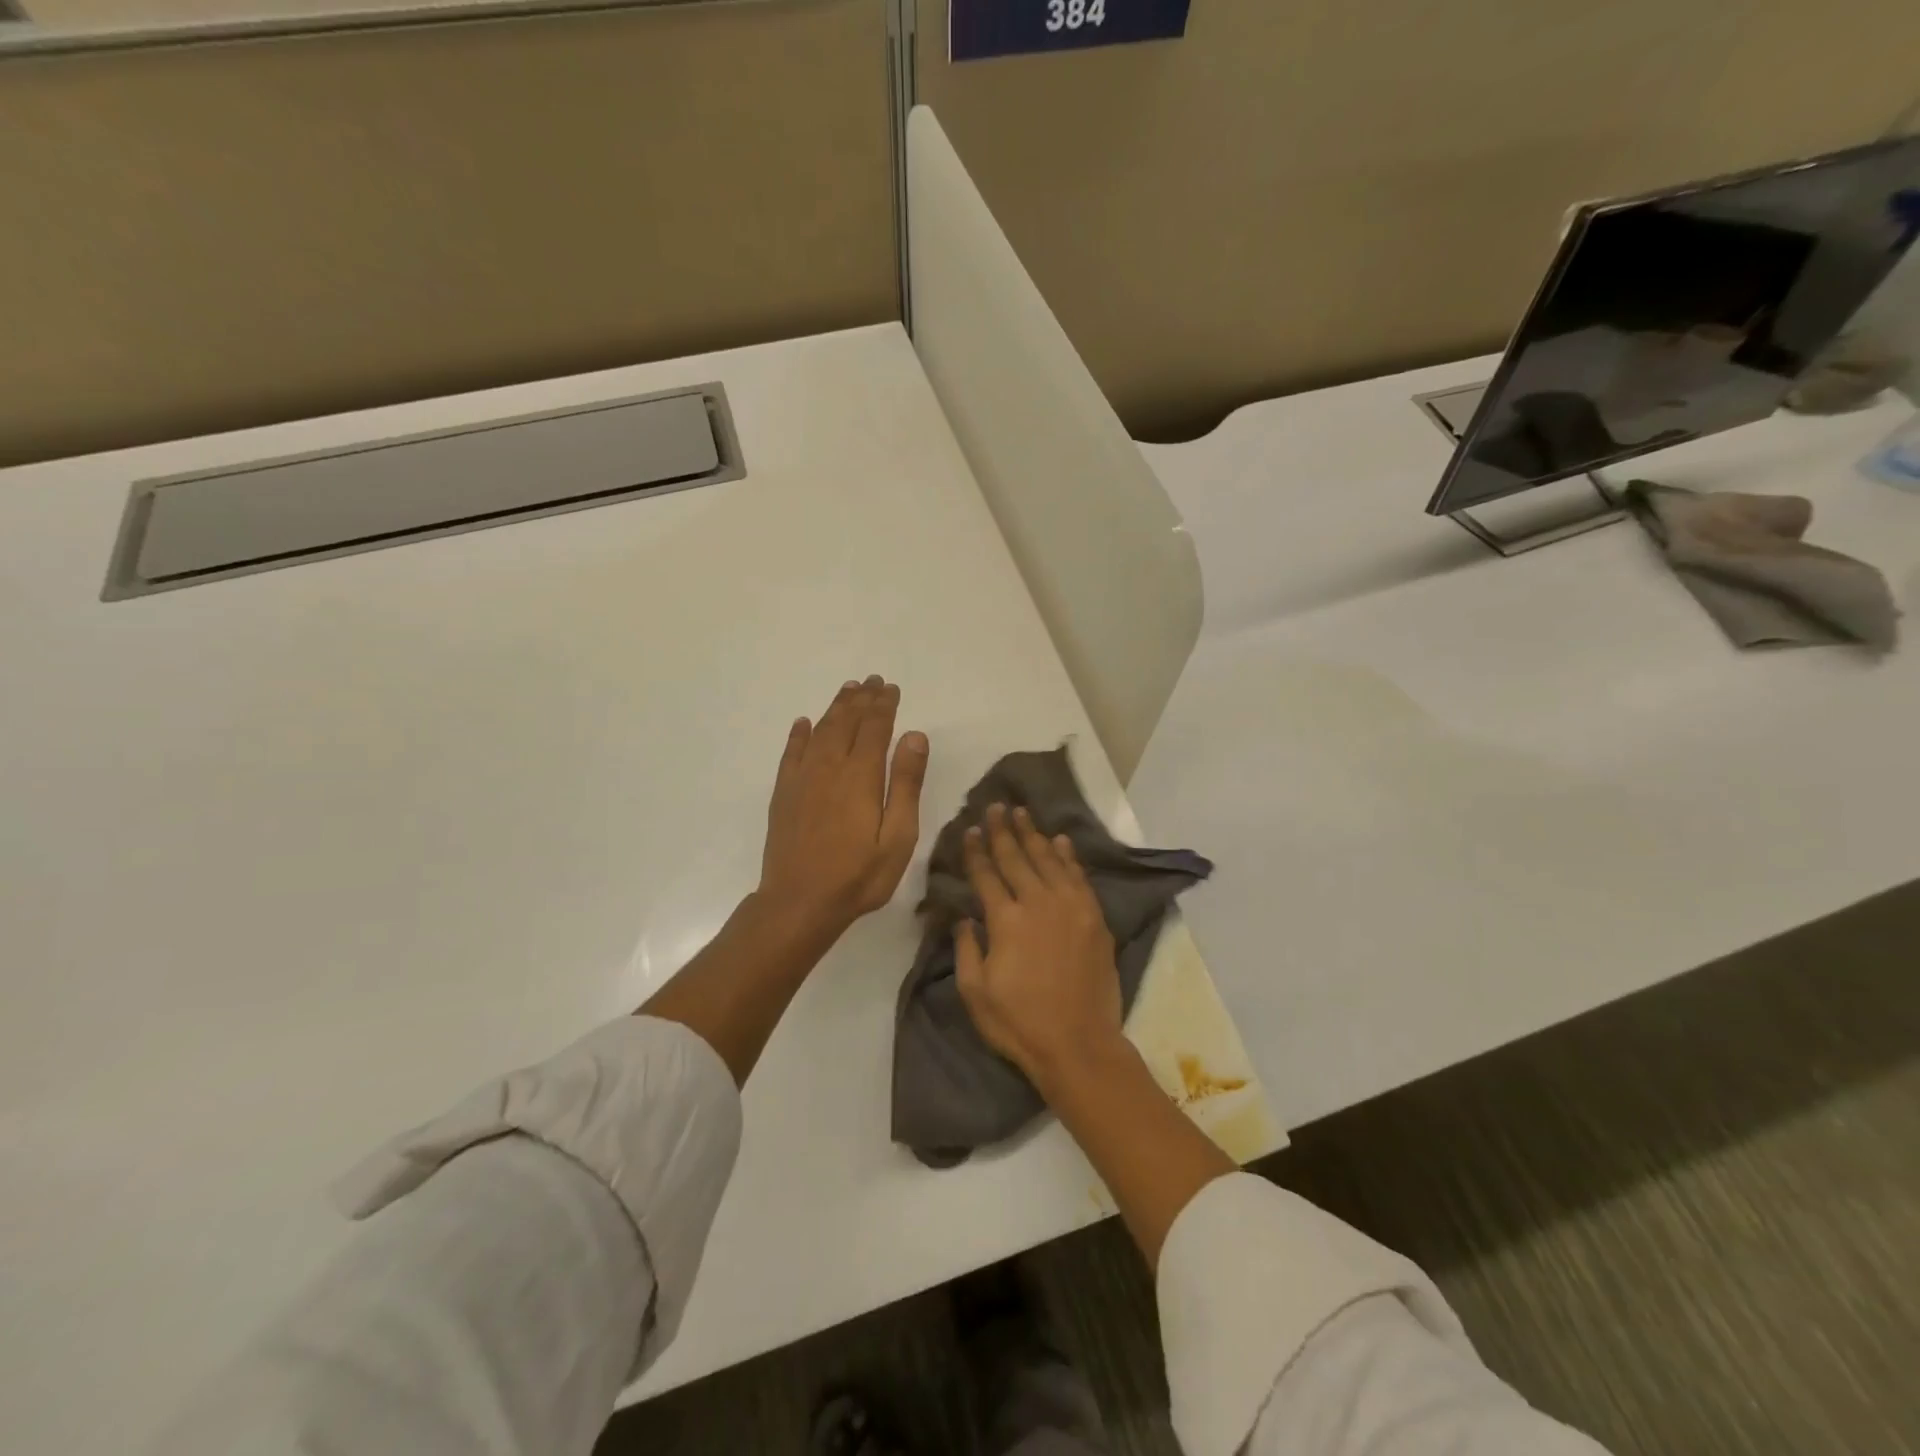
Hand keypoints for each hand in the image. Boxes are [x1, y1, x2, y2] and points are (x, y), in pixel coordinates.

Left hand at [758, 676, 928, 937]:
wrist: (799, 902)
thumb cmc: (858, 875)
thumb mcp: (898, 836)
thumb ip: (905, 783)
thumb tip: (914, 735)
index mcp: (860, 775)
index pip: (875, 727)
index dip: (884, 705)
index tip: (892, 688)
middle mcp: (829, 767)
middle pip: (846, 722)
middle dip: (861, 699)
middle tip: (872, 681)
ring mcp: (802, 779)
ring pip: (820, 730)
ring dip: (835, 708)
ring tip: (848, 690)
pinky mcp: (784, 794)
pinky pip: (791, 753)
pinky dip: (799, 734)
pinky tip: (803, 723)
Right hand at [954, 804, 1123, 1088]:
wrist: (1079, 1043)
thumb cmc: (1019, 1022)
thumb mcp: (975, 992)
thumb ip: (966, 948)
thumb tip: (962, 917)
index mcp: (1006, 920)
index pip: (986, 874)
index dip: (976, 851)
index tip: (970, 828)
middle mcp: (1038, 903)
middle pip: (1017, 857)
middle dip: (1003, 830)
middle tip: (997, 806)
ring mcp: (1071, 908)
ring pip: (1049, 860)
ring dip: (1034, 834)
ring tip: (1024, 813)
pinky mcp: (1094, 918)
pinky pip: (1079, 876)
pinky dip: (1069, 856)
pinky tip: (1061, 841)